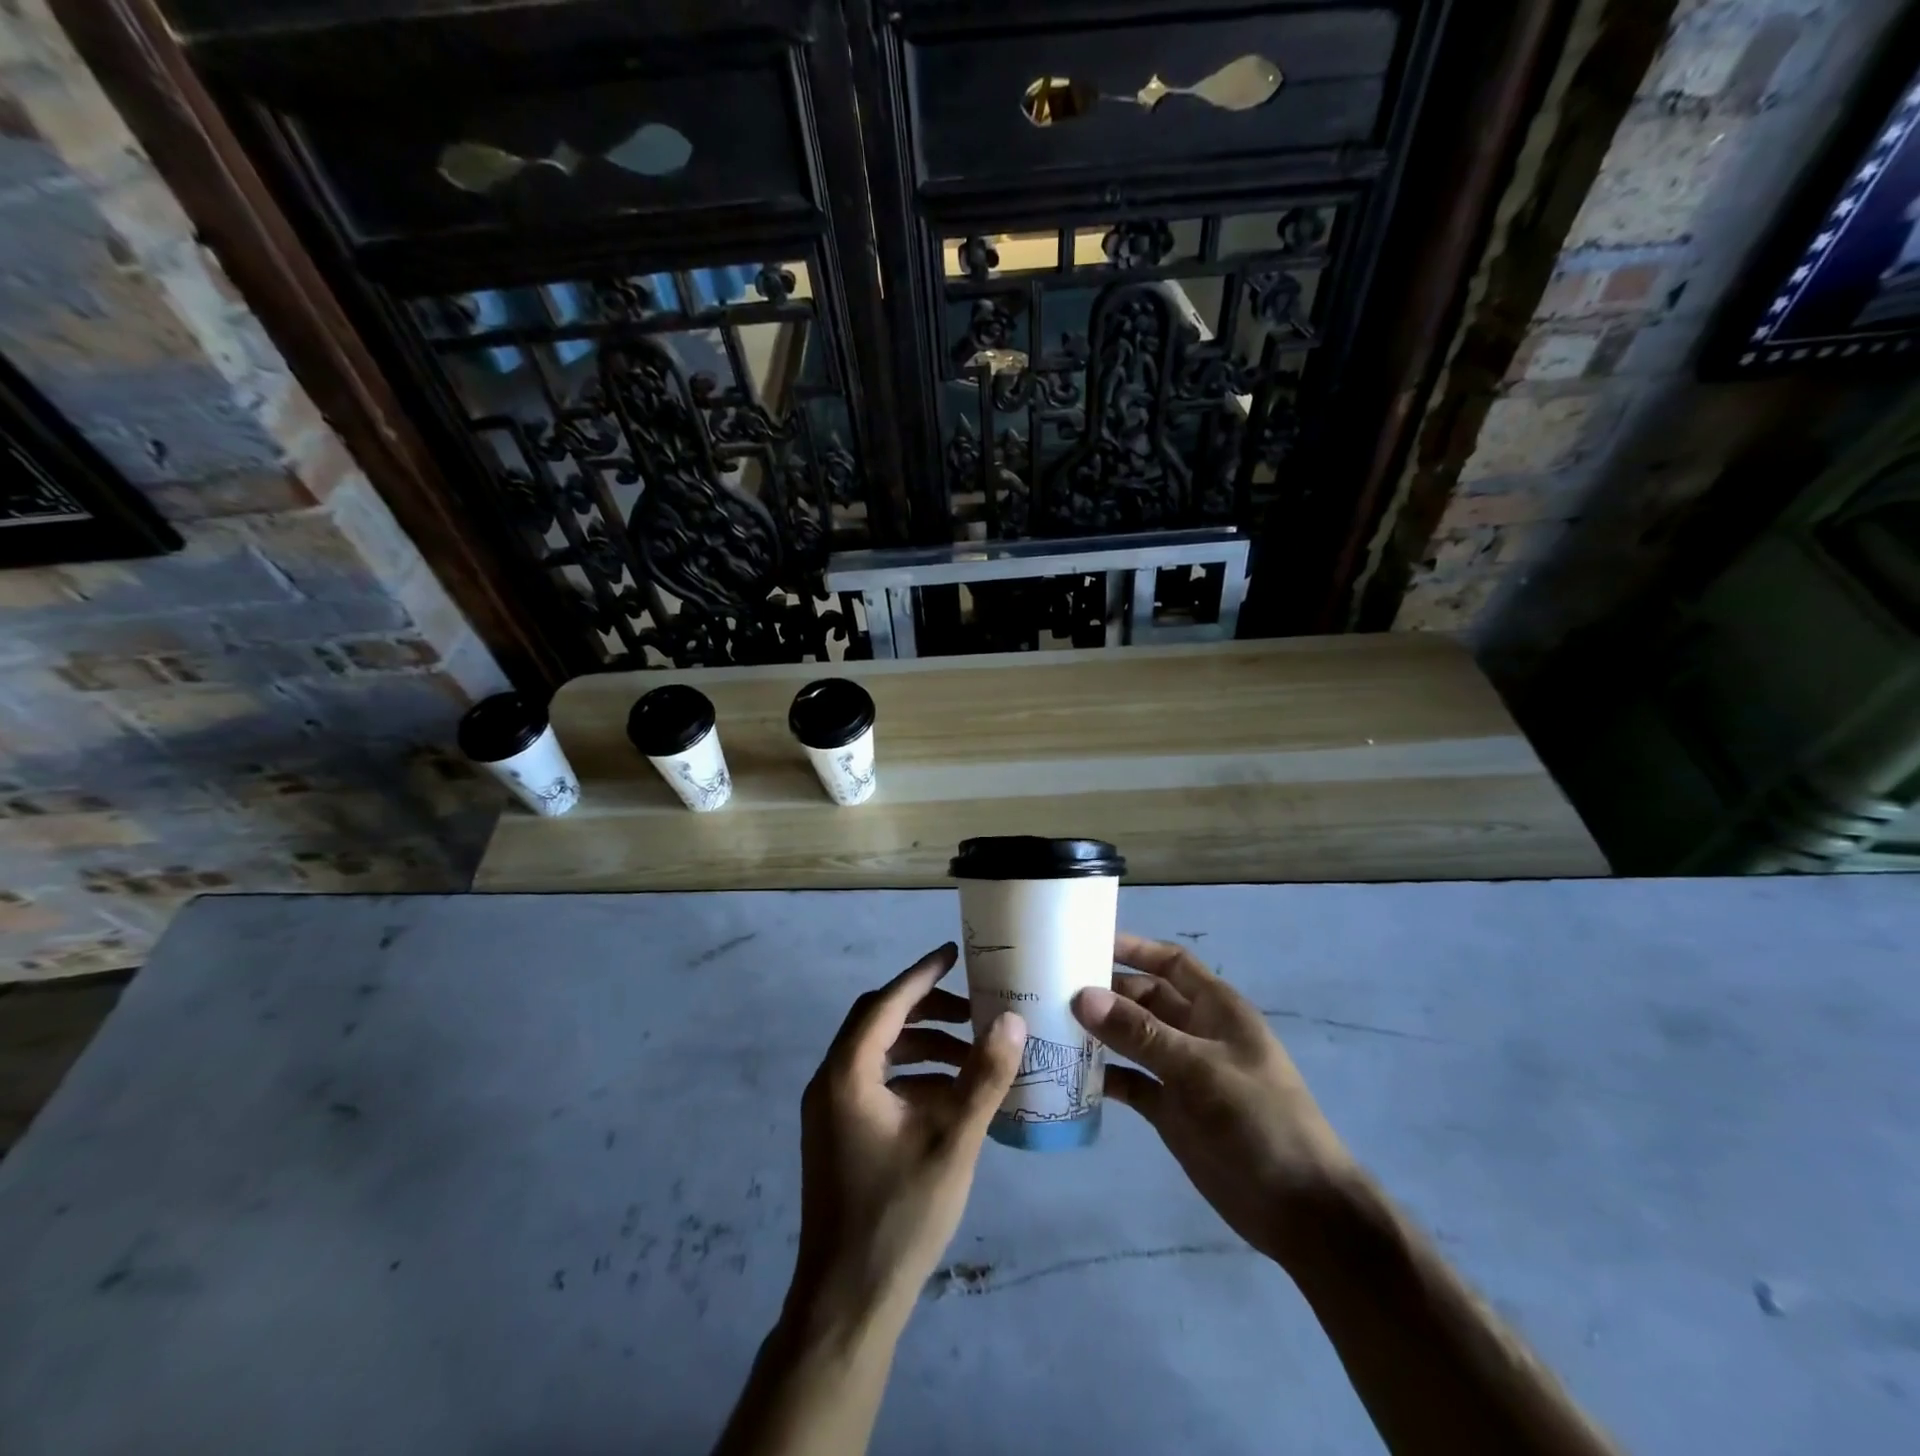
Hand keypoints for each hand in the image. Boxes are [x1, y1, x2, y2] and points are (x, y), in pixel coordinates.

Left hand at [789, 943, 1026, 1331]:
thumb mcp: (952, 1143)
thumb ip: (983, 1078)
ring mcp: (829, 1110)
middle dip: (925, 1009)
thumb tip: (1011, 1019)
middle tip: (971, 1009)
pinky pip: (875, 1084)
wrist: (846, 1303)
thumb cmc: (899, 1217)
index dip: (921, 975)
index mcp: (847, 1074)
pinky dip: (911, 1077)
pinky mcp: (837, 1134)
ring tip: (971, 1054)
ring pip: (878, 1054)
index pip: (885, 1003)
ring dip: (922, 1046)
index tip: (953, 953)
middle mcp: (830, 1081)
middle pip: (878, 1023)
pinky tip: (951, 1096)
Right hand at [1072, 933, 1353, 1268]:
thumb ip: (1140, 1033)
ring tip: (1052, 1026)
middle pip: (1144, 999)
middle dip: (1106, 992)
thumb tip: (1082, 995)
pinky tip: (1072, 1076)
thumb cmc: (1260, 1121)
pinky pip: (1131, 1082)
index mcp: (1216, 1009)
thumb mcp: (1200, 1069)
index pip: (1171, 963)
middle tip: (1053, 988)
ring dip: (1100, 1033)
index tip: (1088, 943)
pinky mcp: (1171, 1111)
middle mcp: (1196, 1033)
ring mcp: (1182, 1073)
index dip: (1135, 949)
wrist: (1300, 1210)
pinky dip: (1105, 1077)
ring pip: (1133, 1040)